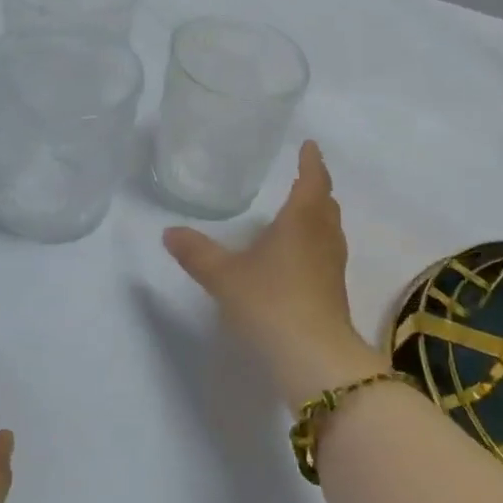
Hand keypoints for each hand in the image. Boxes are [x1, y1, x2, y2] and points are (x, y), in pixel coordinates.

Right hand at [164, 141, 380, 404]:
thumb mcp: (224, 276)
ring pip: (329, 230)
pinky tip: (298, 257)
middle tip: (305, 177)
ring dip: (319, 216)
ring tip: (302, 212)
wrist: (313, 357)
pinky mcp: (333, 293)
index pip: (311, 181)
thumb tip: (169, 232)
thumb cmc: (270, 301)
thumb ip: (196, 253)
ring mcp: (332, 267)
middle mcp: (322, 238)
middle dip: (316, 188)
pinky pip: (326, 254)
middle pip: (325, 204)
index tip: (309, 145)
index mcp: (301, 221)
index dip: (311, 162)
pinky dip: (316, 242)